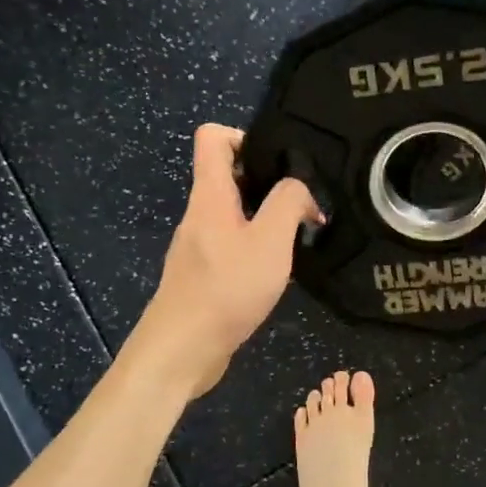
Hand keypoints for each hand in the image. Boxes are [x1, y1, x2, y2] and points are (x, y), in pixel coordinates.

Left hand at [133, 124, 321, 397]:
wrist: (182, 350)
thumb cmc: (226, 289)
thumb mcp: (270, 241)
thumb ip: (288, 203)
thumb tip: (300, 188)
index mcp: (209, 195)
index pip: (213, 137)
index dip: (245, 136)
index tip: (279, 161)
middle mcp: (199, 214)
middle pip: (228, 176)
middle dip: (268, 183)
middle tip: (303, 203)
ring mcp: (198, 246)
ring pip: (233, 214)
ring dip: (265, 218)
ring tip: (298, 236)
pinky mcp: (202, 275)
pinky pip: (231, 245)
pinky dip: (255, 248)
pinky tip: (277, 270)